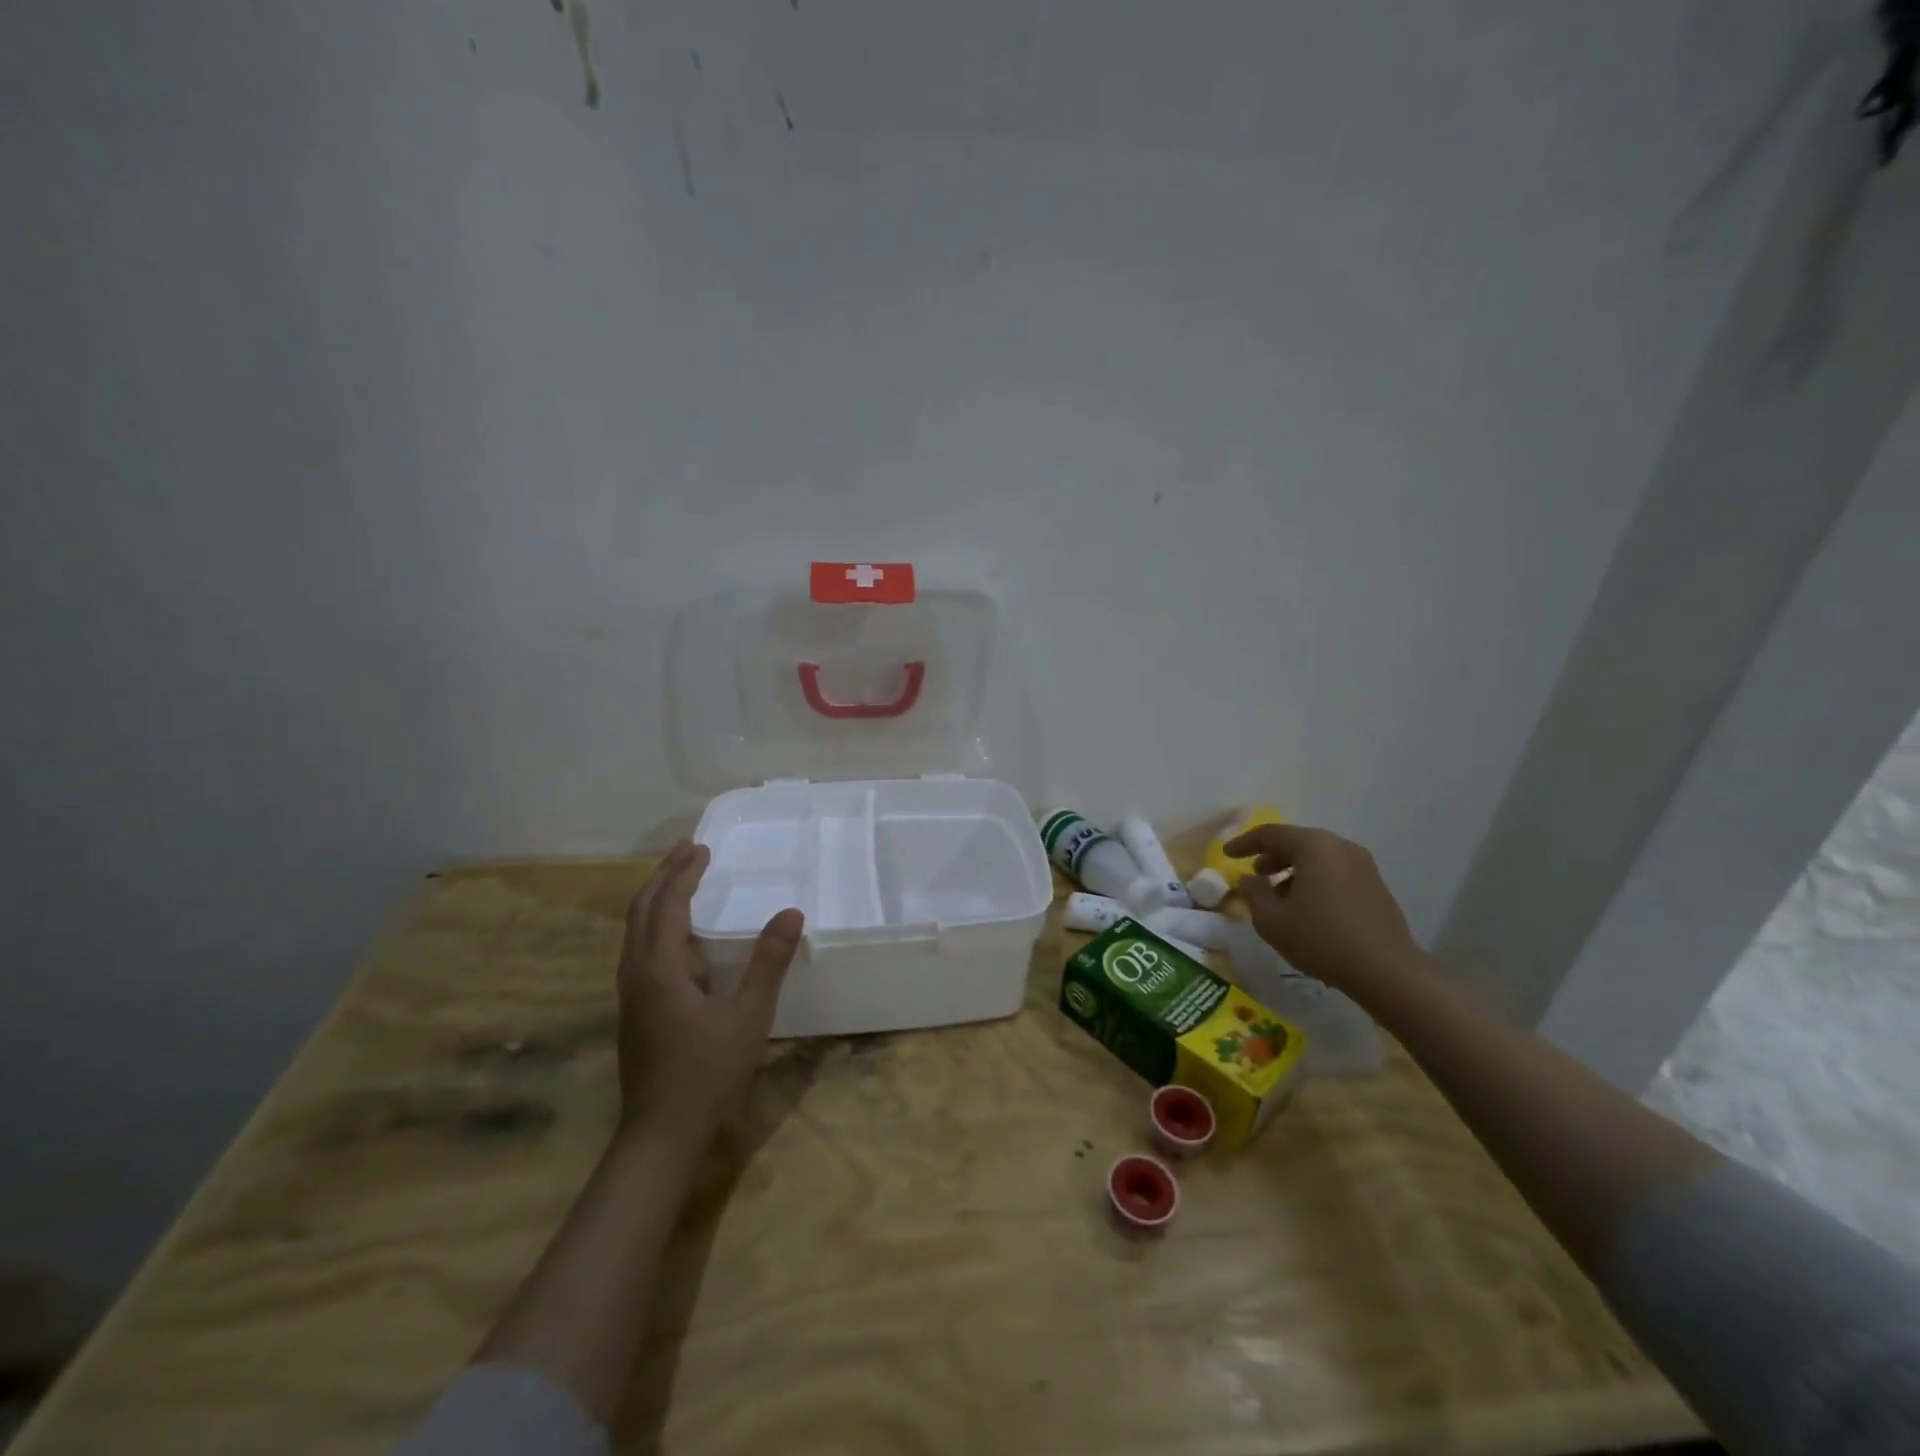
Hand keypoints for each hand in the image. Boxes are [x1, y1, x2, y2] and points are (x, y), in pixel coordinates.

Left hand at [616, 841, 803, 1144]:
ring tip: (680, 878)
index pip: (667, 904)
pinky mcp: (634, 1009)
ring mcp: (630, 993)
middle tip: (689, 849)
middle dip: (663, 875)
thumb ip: (769, 963)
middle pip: (641, 910)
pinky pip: (639, 948)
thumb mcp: (749, 1016)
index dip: (684, 873)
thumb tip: (791, 913)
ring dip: (656, 898)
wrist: (661, 1136)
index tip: (703, 847)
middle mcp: (636, 973)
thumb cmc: (708, 1073)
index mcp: (659, 969)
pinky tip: (677, 934)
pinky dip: (655, 923)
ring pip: (635, 930)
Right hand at [1226, 823, 1426, 1000]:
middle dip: (1272, 856)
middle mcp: (1340, 847)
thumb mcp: (1272, 920)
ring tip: (1279, 896)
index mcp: (1314, 846)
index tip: (1226, 854)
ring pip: (1318, 858)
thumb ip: (1253, 894)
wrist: (1388, 971)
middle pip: (1297, 842)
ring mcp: (1363, 866)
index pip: (1270, 834)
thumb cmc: (1322, 940)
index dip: (1244, 843)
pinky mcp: (1375, 886)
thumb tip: (1249, 880)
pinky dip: (1315, 880)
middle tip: (1255, 874)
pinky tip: (1307, 908)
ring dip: (1293, 871)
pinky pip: (1335, 872)